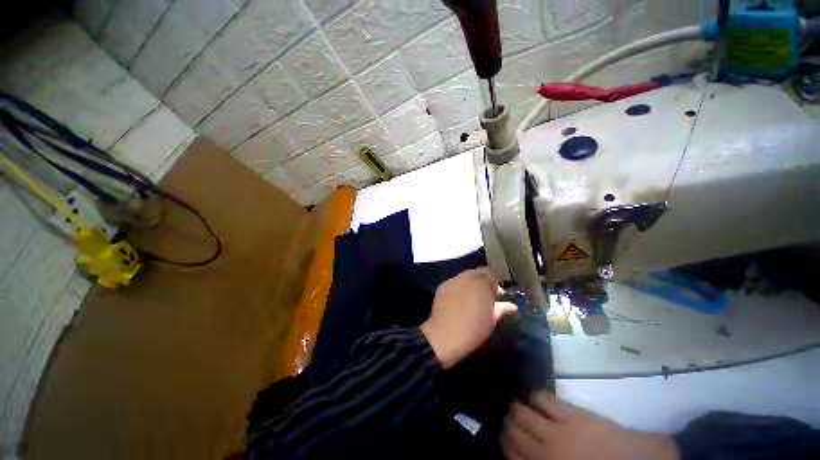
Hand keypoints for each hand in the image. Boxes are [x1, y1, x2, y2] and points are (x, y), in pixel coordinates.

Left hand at [420, 268, 516, 368]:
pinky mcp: (443, 286)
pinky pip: (454, 282)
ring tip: (471, 297)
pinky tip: (458, 299)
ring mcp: (454, 280)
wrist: (445, 335)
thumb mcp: (491, 321)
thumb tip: (511, 305)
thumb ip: (501, 309)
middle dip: (483, 281)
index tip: (497, 296)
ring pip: (465, 276)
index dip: (495, 284)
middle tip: (485, 295)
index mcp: (483, 284)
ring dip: (471, 283)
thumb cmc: (473, 330)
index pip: (491, 275)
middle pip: (478, 273)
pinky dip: (459, 287)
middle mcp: (468, 278)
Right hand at [502, 392, 678, 459]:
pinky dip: (534, 396)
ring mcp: (559, 431)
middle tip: (506, 419)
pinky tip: (533, 396)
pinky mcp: (573, 414)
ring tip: (514, 405)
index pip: (512, 455)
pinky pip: (544, 399)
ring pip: (524, 414)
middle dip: (507, 424)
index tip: (503, 438)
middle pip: (514, 432)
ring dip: (516, 408)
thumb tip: (525, 457)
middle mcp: (547, 452)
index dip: (504, 444)